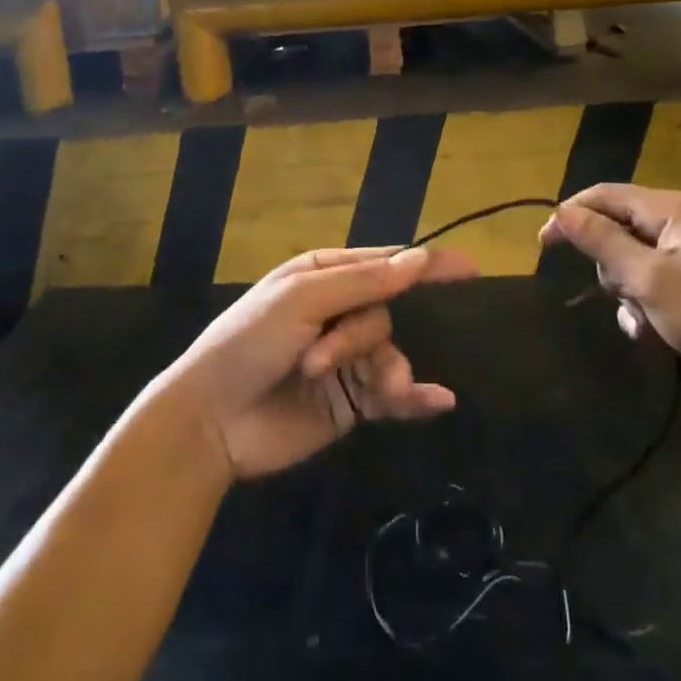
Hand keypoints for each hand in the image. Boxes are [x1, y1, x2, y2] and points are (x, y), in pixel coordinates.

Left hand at [160, 245, 478, 480]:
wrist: (209, 420)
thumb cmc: (247, 342)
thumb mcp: (301, 300)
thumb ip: (364, 282)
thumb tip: (419, 259)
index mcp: (324, 275)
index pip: (386, 263)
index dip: (426, 264)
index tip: (470, 268)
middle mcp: (337, 312)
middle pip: (383, 312)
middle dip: (361, 335)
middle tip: (323, 360)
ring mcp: (344, 360)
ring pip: (387, 352)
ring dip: (376, 369)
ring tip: (352, 388)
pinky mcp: (348, 404)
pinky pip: (391, 395)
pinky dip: (414, 397)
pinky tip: (438, 402)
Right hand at [540, 185, 680, 407]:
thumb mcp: (652, 280)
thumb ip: (604, 243)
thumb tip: (562, 211)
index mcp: (670, 210)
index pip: (604, 196)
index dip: (570, 215)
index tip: (543, 245)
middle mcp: (679, 224)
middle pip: (616, 231)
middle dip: (609, 268)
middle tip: (620, 296)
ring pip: (632, 265)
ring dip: (628, 296)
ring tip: (644, 325)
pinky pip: (653, 289)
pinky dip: (646, 311)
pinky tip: (655, 338)